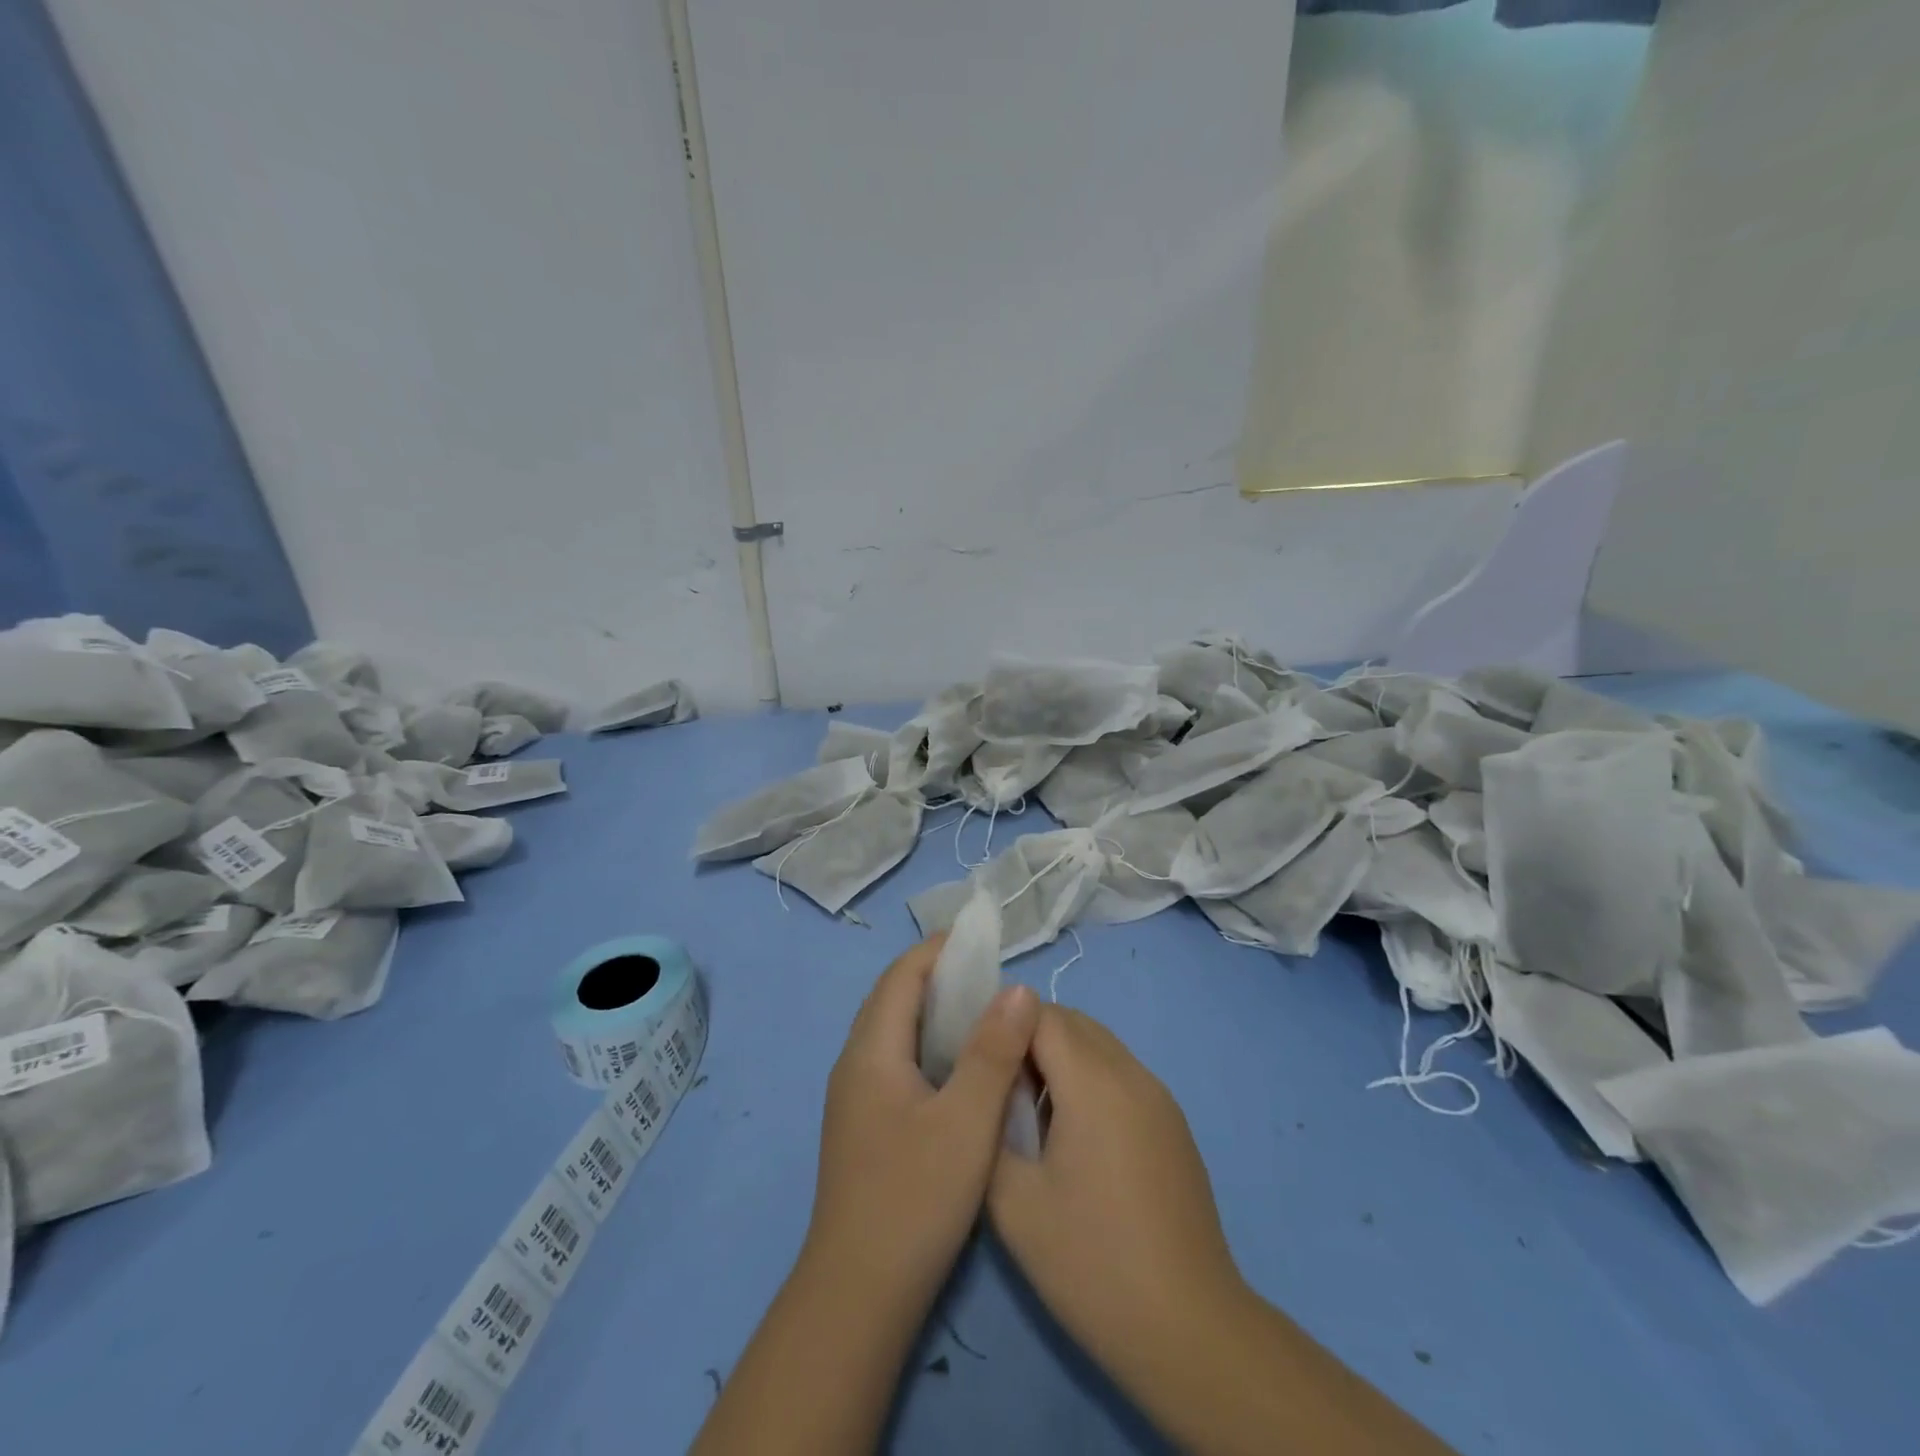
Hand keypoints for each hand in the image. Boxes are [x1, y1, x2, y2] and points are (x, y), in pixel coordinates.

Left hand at [803, 937, 1040, 1321]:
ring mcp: (856, 1097)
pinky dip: (931, 1046)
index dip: (941, 950)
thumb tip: (1019, 989)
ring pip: (897, 1032)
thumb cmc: (914, 1199)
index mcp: (871, 1051)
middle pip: (896, 998)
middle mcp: (856, 1063)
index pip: (902, 975)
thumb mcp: (966, 1122)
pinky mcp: (866, 1124)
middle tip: (994, 976)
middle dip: (941, 977)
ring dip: (937, 1013)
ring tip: (987, 1013)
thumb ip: (993, 1052)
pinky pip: (899, 1061)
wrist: (858, 1296)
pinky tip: (964, 1068)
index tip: (985, 940)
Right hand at [988, 1007, 1247, 1392]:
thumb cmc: (1091, 1263)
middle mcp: (1131, 1073)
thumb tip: (984, 1088)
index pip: (1039, 1013)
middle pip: (1072, 1021)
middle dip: (1028, 1035)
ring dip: (1060, 1056)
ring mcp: (1159, 1096)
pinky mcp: (1172, 1123)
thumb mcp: (1013, 1201)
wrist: (1188, 1329)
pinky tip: (1073, 1135)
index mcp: (1093, 1082)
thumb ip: (990, 1126)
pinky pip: (1120, 1073)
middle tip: (996, 1082)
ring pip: (1099, 1044)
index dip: (1000, 1024)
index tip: (974, 1057)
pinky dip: (1089, 1078)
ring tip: (1029, 1109)